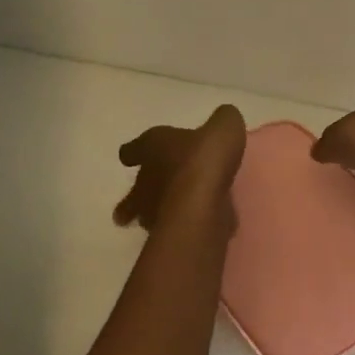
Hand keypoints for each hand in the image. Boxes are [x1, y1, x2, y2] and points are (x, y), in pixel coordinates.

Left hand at [113, 104, 246, 231]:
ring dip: (154, 213)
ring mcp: (152, 210)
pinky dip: (179, 226)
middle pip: (136, 188)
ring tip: (167, 215)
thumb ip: (223, 121)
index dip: (135, 151)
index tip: (131, 156)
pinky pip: (170, 228)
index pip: (135, 149)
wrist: (202, 203)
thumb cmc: (205, 158)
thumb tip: (223, 121)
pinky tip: (192, 225)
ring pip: (147, 213)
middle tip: (143, 198)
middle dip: (139, 192)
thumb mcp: (223, 127)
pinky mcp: (167, 234)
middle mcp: (146, 179)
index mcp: (153, 147)